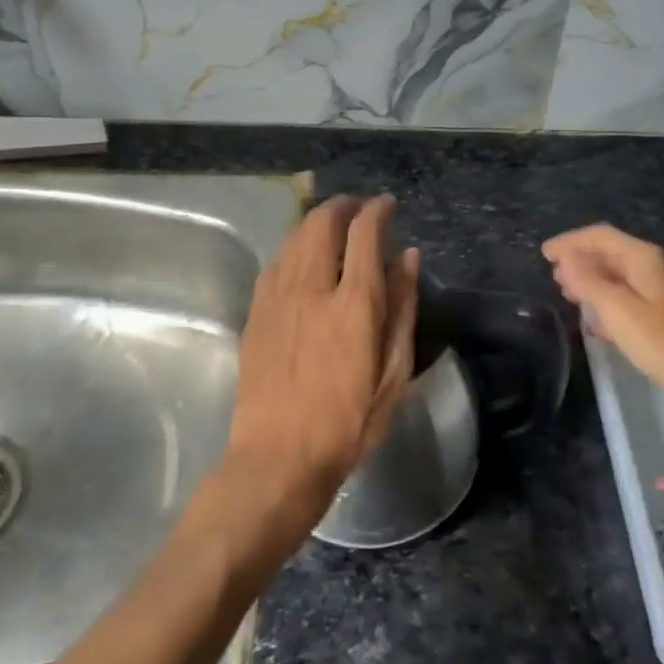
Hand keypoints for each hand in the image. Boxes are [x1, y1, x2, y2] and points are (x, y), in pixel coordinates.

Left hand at [224, 196, 419, 552]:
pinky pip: (276, 262)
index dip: (378, 211)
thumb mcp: (394, 373)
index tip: (388, 205)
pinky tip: (302, 259)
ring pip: (295, 237)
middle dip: (343, 206)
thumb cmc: (348, 423)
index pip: (365, 234)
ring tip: (333, 225)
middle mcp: (312, 288)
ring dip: (317, 221)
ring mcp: (277, 298)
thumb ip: (402, 308)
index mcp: (354, 303)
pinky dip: (294, 247)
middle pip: (323, 223)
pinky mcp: (256, 313)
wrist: (278, 459)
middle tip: (359, 208)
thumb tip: (407, 257)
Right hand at [543, 223, 663, 436]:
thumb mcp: (616, 309)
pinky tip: (596, 324)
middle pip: (612, 254)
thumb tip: (567, 260)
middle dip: (581, 260)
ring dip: (593, 282)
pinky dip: (608, 304)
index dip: (570, 242)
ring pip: (620, 278)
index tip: (544, 254)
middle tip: (554, 275)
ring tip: (569, 294)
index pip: (601, 236)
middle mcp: (656, 268)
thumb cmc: (660, 340)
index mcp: (644, 258)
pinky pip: (630, 300)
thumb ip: (588, 281)